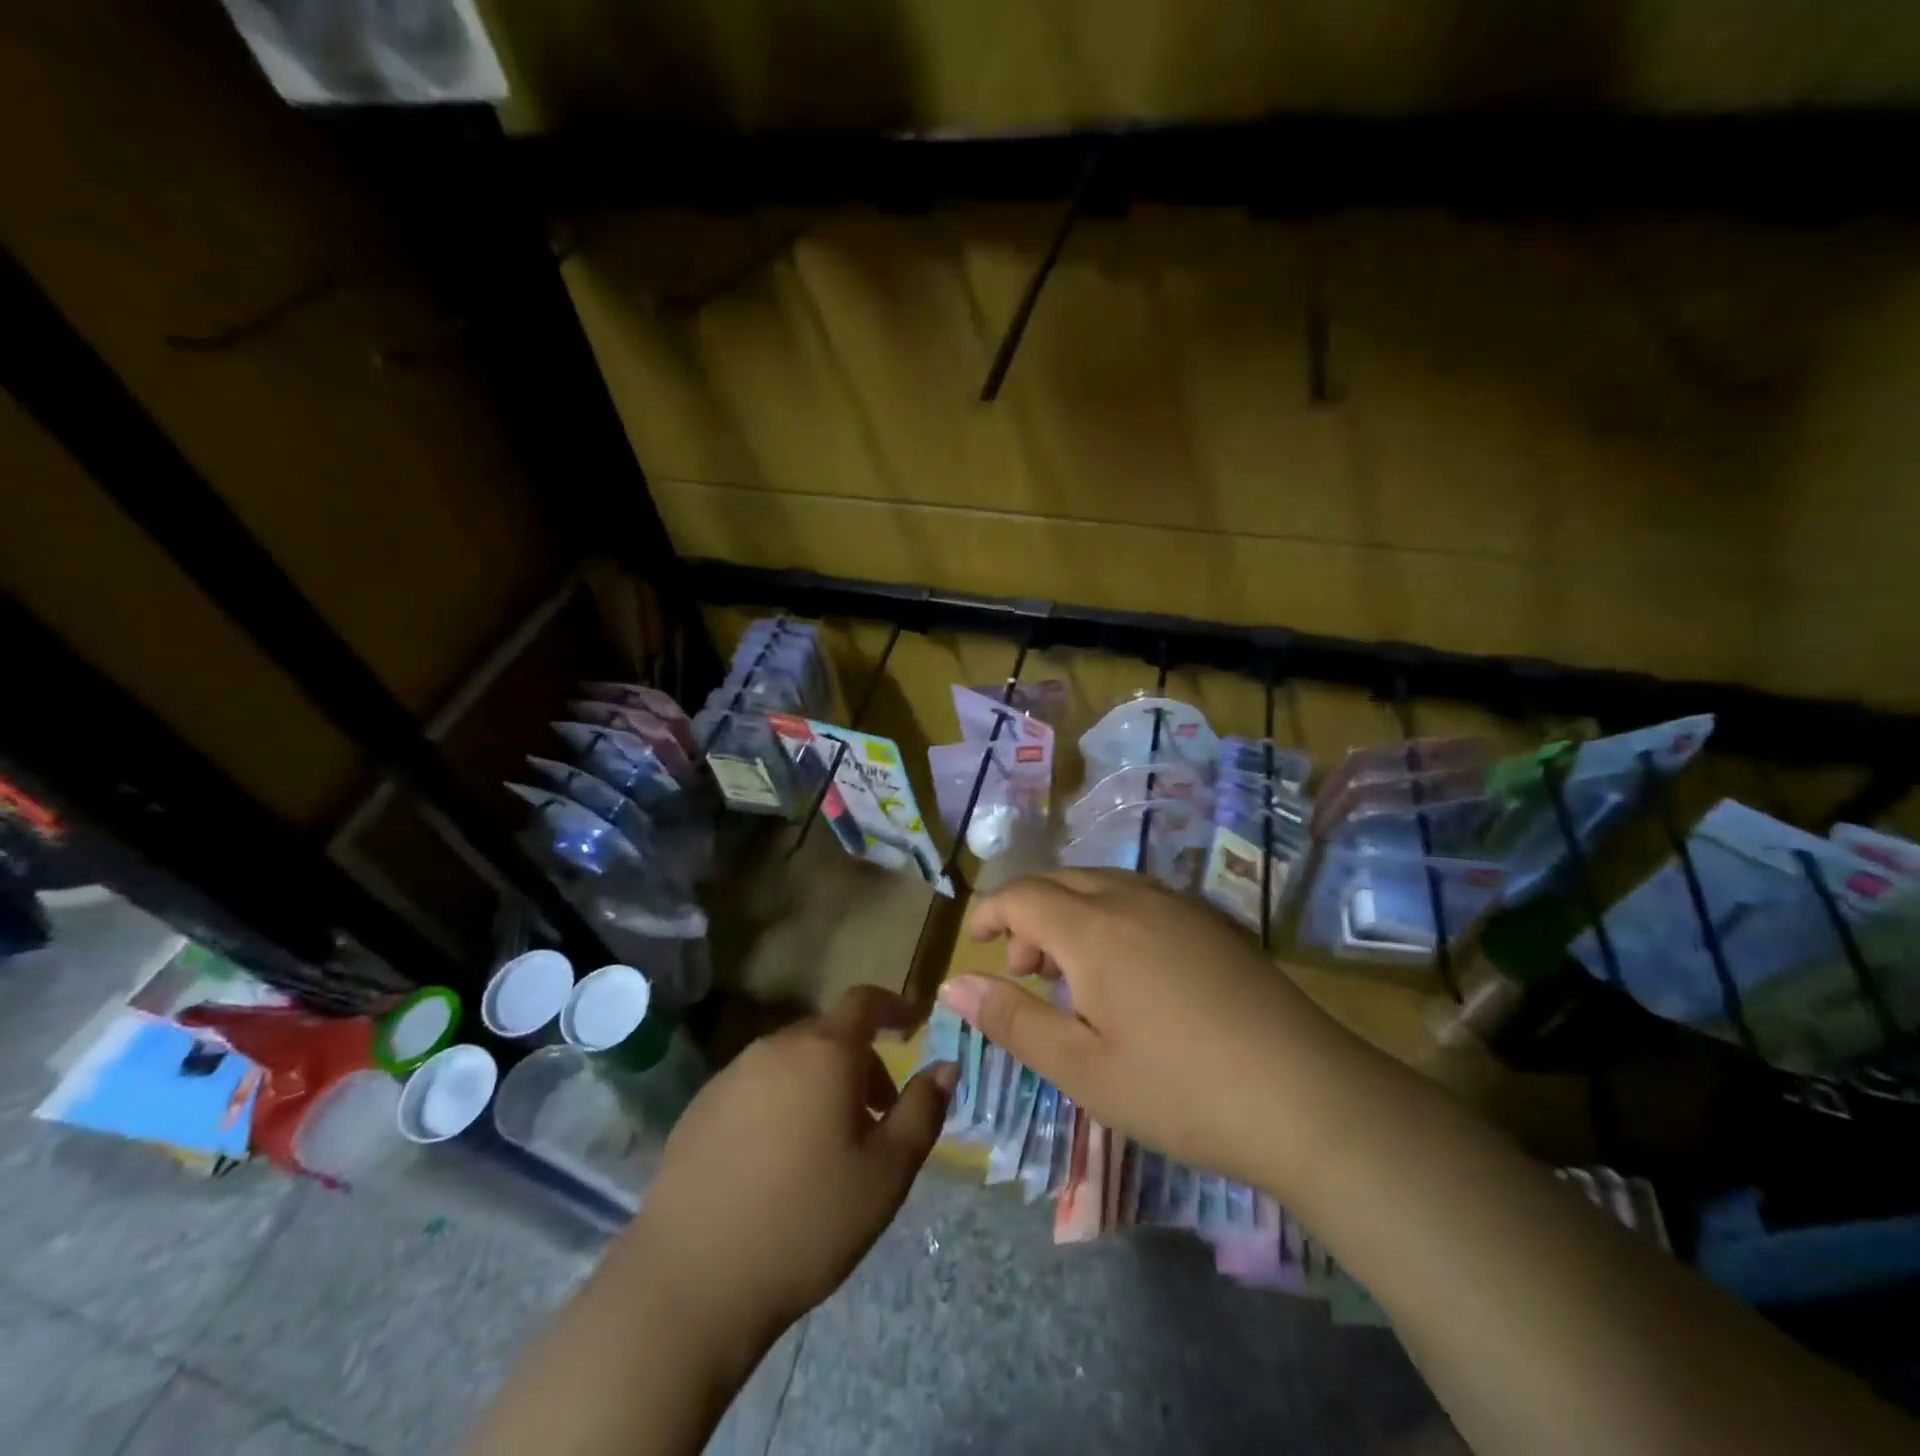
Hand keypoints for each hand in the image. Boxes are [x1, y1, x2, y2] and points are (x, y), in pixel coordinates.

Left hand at [622, 987, 954, 1368]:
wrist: (690, 1281)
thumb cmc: (806, 1222)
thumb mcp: (886, 1173)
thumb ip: (922, 1111)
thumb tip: (946, 1067)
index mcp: (824, 1052)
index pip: (865, 1001)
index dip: (894, 1007)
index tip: (914, 1025)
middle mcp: (775, 1047)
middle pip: (829, 1034)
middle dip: (860, 1061)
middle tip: (878, 1114)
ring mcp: (731, 1076)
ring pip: (791, 1061)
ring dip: (820, 1083)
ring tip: (829, 1143)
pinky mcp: (699, 1109)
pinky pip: (756, 1087)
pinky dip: (781, 1102)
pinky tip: (777, 1161)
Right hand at [942, 870, 1358, 1193]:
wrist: (1309, 1097)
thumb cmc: (1179, 1089)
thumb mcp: (1081, 1068)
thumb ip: (1012, 1020)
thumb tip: (953, 984)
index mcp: (1094, 928)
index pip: (1023, 895)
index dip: (991, 913)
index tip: (976, 945)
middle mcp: (1135, 898)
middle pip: (1062, 882)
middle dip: (1029, 915)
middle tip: (1024, 972)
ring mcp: (1181, 905)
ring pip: (1104, 885)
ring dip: (1071, 915)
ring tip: (1072, 976)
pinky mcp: (1214, 923)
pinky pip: (1142, 899)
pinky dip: (1111, 918)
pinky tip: (1128, 972)